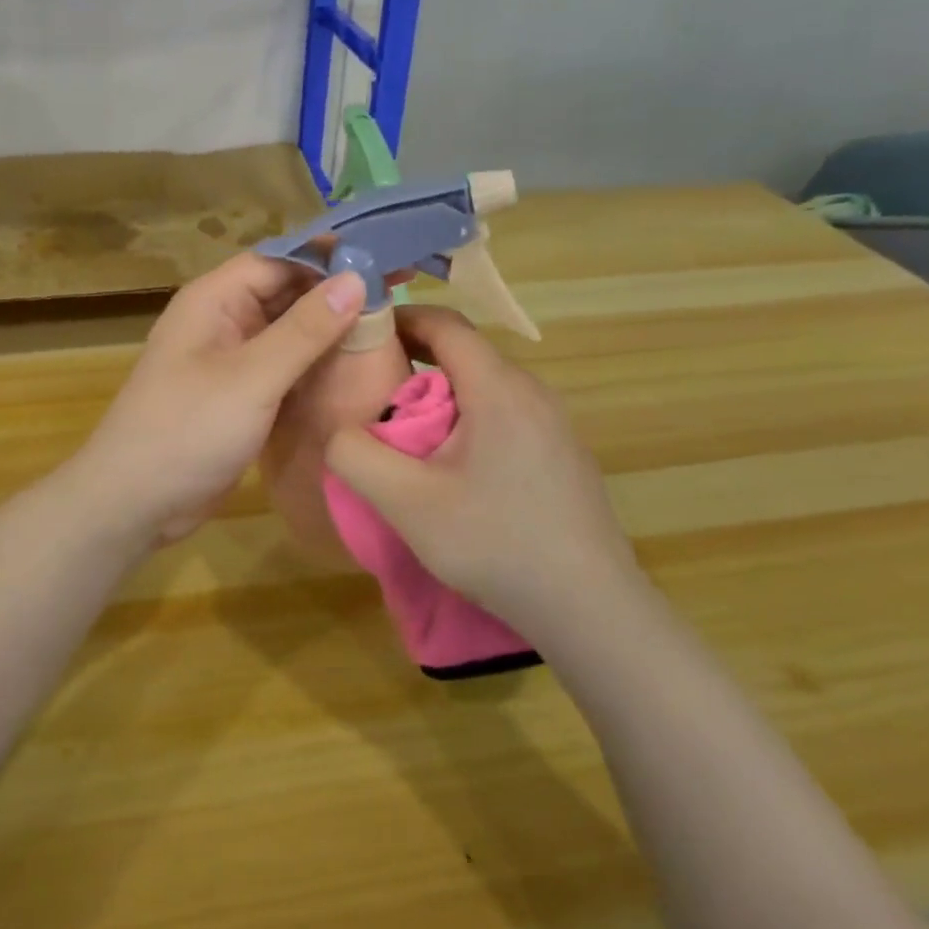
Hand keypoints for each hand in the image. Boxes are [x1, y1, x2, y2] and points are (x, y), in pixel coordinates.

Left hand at [66, 254, 366, 546]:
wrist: (135, 502)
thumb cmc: (187, 431)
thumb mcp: (251, 377)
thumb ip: (304, 329)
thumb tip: (356, 279)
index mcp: (214, 300)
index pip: (279, 259)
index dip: (330, 256)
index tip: (385, 258)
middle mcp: (222, 321)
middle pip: (285, 292)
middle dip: (336, 292)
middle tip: (400, 292)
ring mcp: (230, 360)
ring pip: (288, 331)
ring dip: (329, 329)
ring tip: (390, 326)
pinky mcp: (239, 396)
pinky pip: (283, 367)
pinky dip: (315, 364)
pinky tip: (356, 367)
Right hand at [324, 306, 640, 623]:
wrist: (590, 609)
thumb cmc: (495, 544)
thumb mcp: (406, 503)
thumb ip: (356, 456)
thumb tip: (338, 430)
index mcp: (499, 389)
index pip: (446, 324)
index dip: (399, 318)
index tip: (360, 333)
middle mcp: (533, 393)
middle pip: (465, 354)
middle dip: (414, 360)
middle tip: (370, 390)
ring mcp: (555, 425)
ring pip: (486, 388)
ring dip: (441, 396)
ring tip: (404, 432)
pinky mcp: (562, 455)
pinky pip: (505, 416)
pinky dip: (468, 420)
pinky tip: (452, 468)